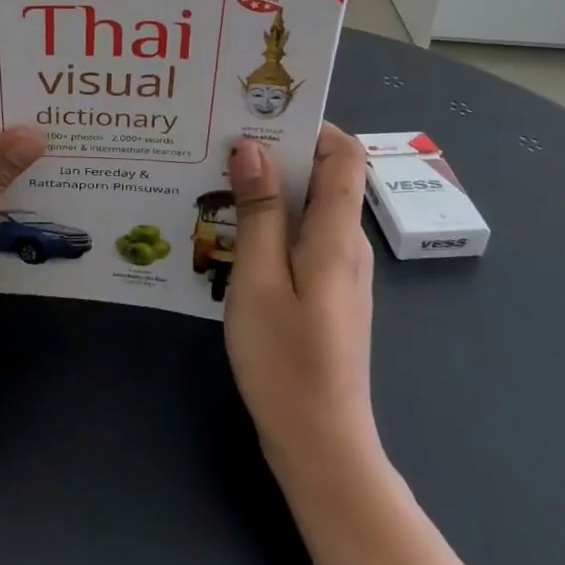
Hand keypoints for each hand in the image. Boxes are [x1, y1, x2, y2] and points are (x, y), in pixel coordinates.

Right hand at [224, 125, 378, 476]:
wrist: (321, 447)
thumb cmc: (286, 361)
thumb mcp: (259, 279)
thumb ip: (260, 211)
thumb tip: (253, 147)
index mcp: (337, 233)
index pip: (344, 153)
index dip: (311, 125)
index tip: (260, 116)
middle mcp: (347, 242)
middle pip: (324, 175)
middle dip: (277, 152)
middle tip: (221, 144)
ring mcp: (338, 269)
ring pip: (309, 206)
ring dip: (269, 188)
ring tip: (217, 180)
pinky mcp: (326, 291)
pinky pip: (302, 236)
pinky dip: (272, 221)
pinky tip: (231, 231)